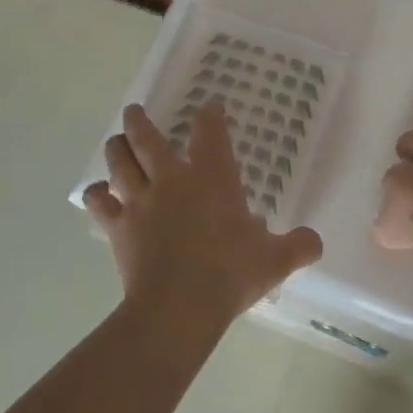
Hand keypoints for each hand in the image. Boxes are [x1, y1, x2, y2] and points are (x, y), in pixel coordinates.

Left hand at [86, 102, 321, 337]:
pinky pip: (99, 203)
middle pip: (148, 138)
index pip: (210, 132)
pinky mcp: (118, 227)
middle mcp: (172, 179)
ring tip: (116, 140)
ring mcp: (141, 201)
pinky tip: (97, 192)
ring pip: (120, 161)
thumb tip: (316, 242)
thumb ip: (298, 246)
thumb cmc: (230, 273)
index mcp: (213, 177)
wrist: (178, 306)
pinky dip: (96, 194)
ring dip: (117, 147)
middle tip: (135, 111)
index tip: (210, 107)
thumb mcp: (275, 260)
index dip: (210, 115)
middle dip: (141, 121)